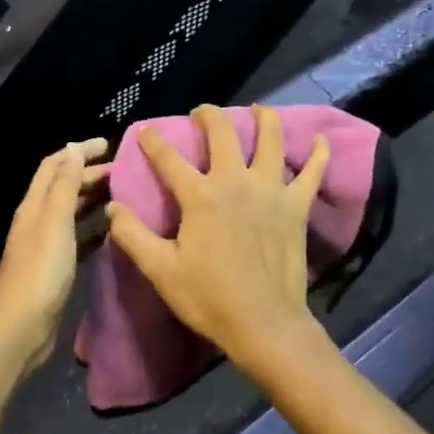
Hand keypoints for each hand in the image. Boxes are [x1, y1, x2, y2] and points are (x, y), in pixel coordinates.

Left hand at [0, 138, 110, 372]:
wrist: (22, 327)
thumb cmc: (40, 270)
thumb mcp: (54, 221)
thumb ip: (64, 184)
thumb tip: (73, 147)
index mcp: (34, 205)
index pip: (55, 165)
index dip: (78, 150)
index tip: (109, 144)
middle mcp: (39, 219)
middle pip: (65, 186)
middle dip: (91, 173)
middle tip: (125, 171)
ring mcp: (48, 243)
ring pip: (73, 211)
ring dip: (95, 199)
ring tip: (125, 195)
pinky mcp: (58, 266)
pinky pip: (79, 238)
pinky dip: (96, 228)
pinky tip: (115, 230)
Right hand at [105, 105, 330, 374]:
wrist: (264, 324)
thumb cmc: (209, 298)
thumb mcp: (161, 270)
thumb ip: (133, 235)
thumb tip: (112, 206)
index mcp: (201, 196)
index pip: (169, 158)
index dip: (153, 141)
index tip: (146, 130)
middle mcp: (236, 181)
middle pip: (223, 132)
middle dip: (209, 115)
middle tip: (202, 113)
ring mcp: (272, 190)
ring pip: (272, 139)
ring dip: (263, 118)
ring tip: (257, 109)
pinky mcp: (297, 206)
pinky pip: (313, 172)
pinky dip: (319, 153)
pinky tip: (321, 139)